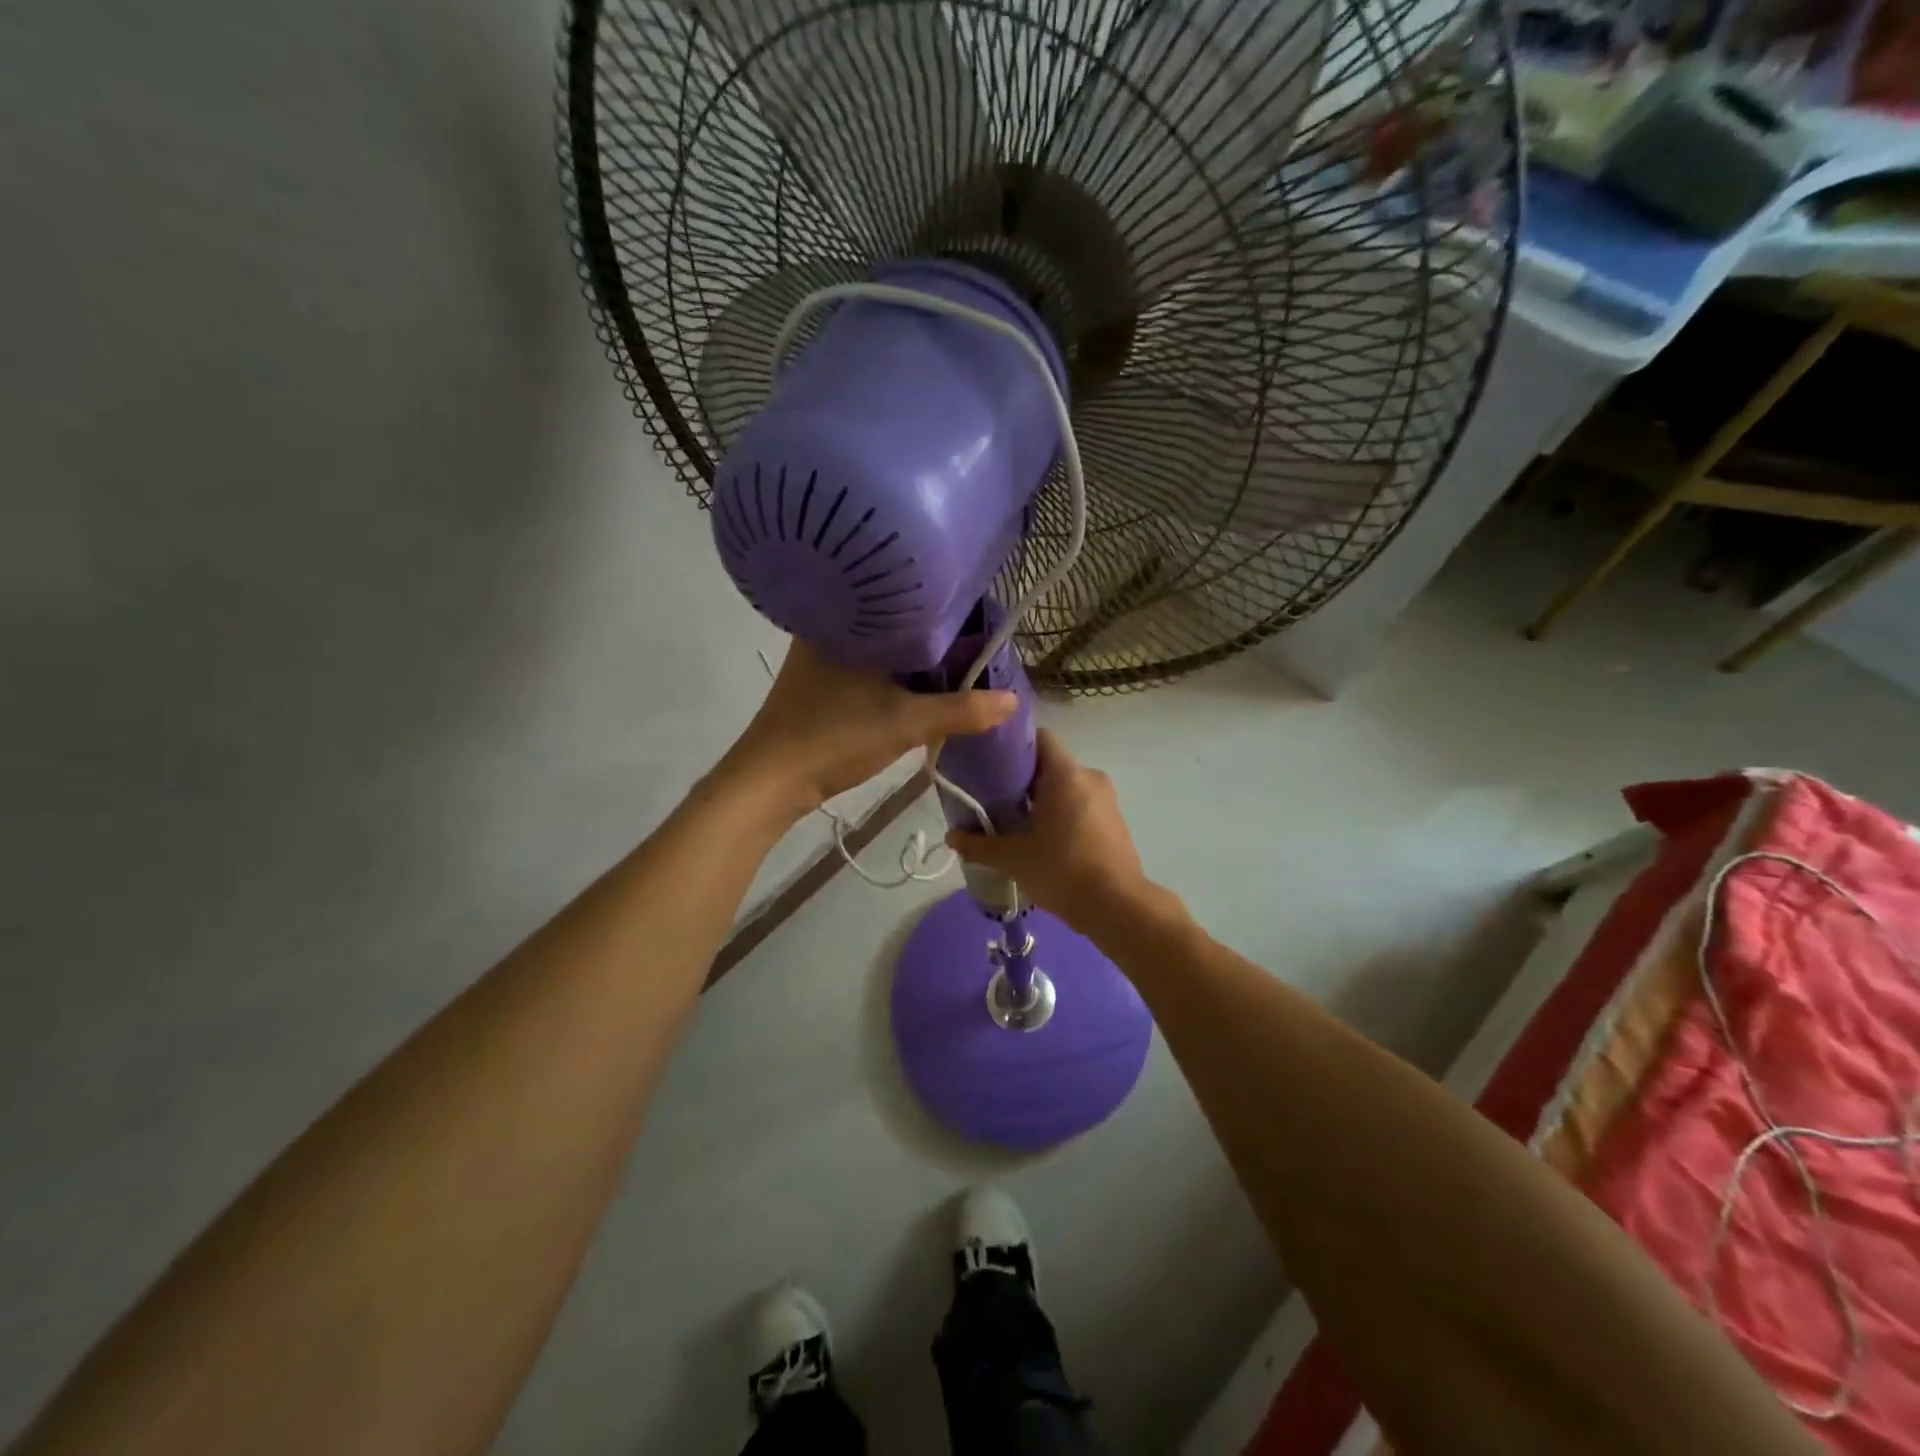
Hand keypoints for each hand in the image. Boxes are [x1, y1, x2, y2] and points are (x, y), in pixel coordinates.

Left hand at [719, 640, 1016, 819]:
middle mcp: (831, 626)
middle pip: (898, 624)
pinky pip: (870, 665)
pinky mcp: (820, 680)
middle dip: (936, 639)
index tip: (984, 622)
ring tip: (959, 664)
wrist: (770, 781)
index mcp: (847, 619)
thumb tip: (1012, 700)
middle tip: (978, 647)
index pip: (907, 601)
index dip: (948, 611)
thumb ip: (960, 711)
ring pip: (884, 647)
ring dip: (915, 660)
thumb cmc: (834, 739)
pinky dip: (896, 675)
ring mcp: (822, 654)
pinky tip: (922, 684)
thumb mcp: (905, 724)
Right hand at [944, 730, 1150, 932]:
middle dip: (1021, 779)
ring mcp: (1107, 799)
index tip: (990, 765)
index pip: (1039, 738)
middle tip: (994, 800)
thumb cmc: (1062, 870)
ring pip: (1065, 787)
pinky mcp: (1114, 821)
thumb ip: (978, 844)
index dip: (1012, 747)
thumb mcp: (1013, 858)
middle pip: (1049, 764)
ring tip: (1016, 824)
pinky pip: (1081, 804)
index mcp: (1066, 774)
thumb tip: (950, 837)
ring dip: (1041, 800)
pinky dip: (1061, 814)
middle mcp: (1089, 777)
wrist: (1117, 907)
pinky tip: (1043, 840)